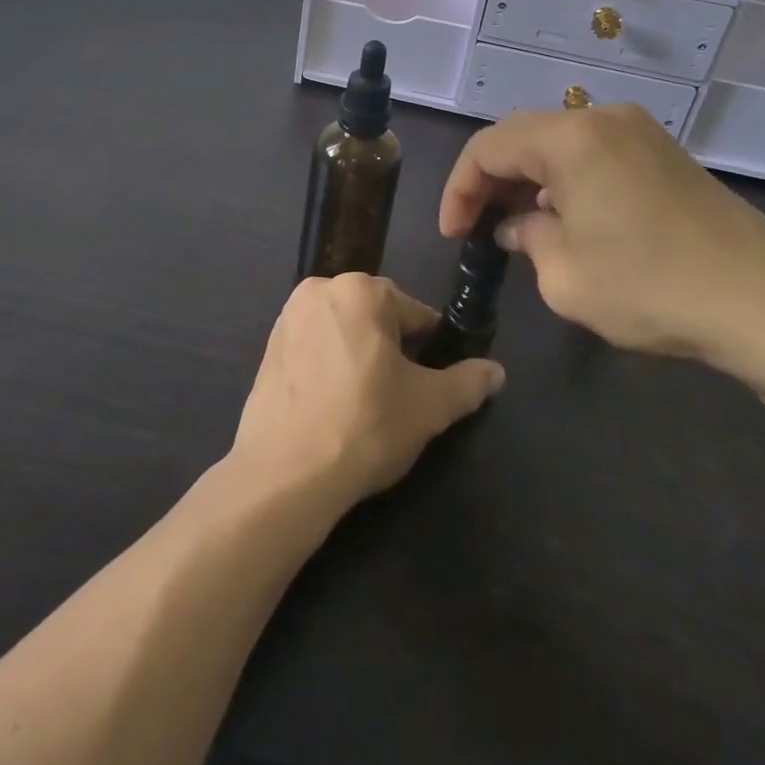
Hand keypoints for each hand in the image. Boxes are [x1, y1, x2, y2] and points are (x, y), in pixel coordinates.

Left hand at [231, 274, 505, 511]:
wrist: (284, 474)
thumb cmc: (364, 426)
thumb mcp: (430, 407)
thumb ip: (468, 383)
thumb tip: (496, 371)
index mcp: (360, 289)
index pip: (415, 314)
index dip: (431, 350)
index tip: (431, 385)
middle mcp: (320, 290)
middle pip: (377, 318)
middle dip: (394, 351)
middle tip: (400, 398)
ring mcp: (288, 318)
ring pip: (345, 332)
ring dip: (361, 357)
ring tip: (367, 405)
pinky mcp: (268, 348)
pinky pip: (315, 348)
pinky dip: (330, 367)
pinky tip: (334, 406)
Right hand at [439, 105, 764, 378]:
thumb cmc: (651, 288)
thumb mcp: (564, 275)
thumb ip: (526, 237)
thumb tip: (519, 225)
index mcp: (571, 137)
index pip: (488, 147)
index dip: (460, 189)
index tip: (453, 235)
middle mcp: (604, 118)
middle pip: (522, 137)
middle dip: (491, 181)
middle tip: (478, 228)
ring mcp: (641, 133)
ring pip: (559, 144)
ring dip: (529, 180)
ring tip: (517, 227)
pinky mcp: (665, 155)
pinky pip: (595, 155)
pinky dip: (566, 181)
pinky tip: (567, 221)